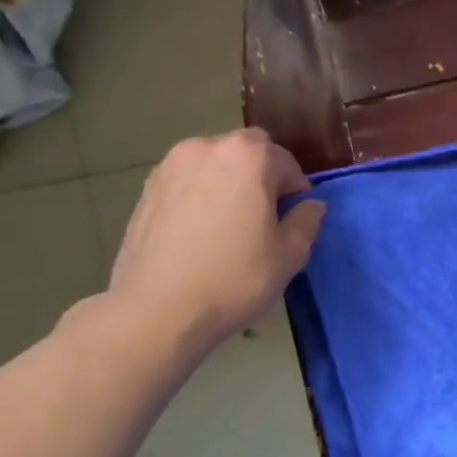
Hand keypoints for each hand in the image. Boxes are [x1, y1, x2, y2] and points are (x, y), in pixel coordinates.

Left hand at [106, 128, 324, 348]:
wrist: (158, 310)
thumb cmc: (235, 277)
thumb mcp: (290, 254)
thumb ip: (307, 220)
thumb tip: (310, 206)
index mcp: (249, 155)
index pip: (286, 163)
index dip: (294, 192)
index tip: (290, 222)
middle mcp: (207, 147)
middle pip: (247, 153)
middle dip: (260, 178)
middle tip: (261, 220)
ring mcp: (170, 166)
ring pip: (214, 166)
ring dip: (227, 184)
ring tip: (227, 227)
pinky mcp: (146, 189)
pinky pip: (186, 183)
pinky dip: (198, 197)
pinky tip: (199, 235)